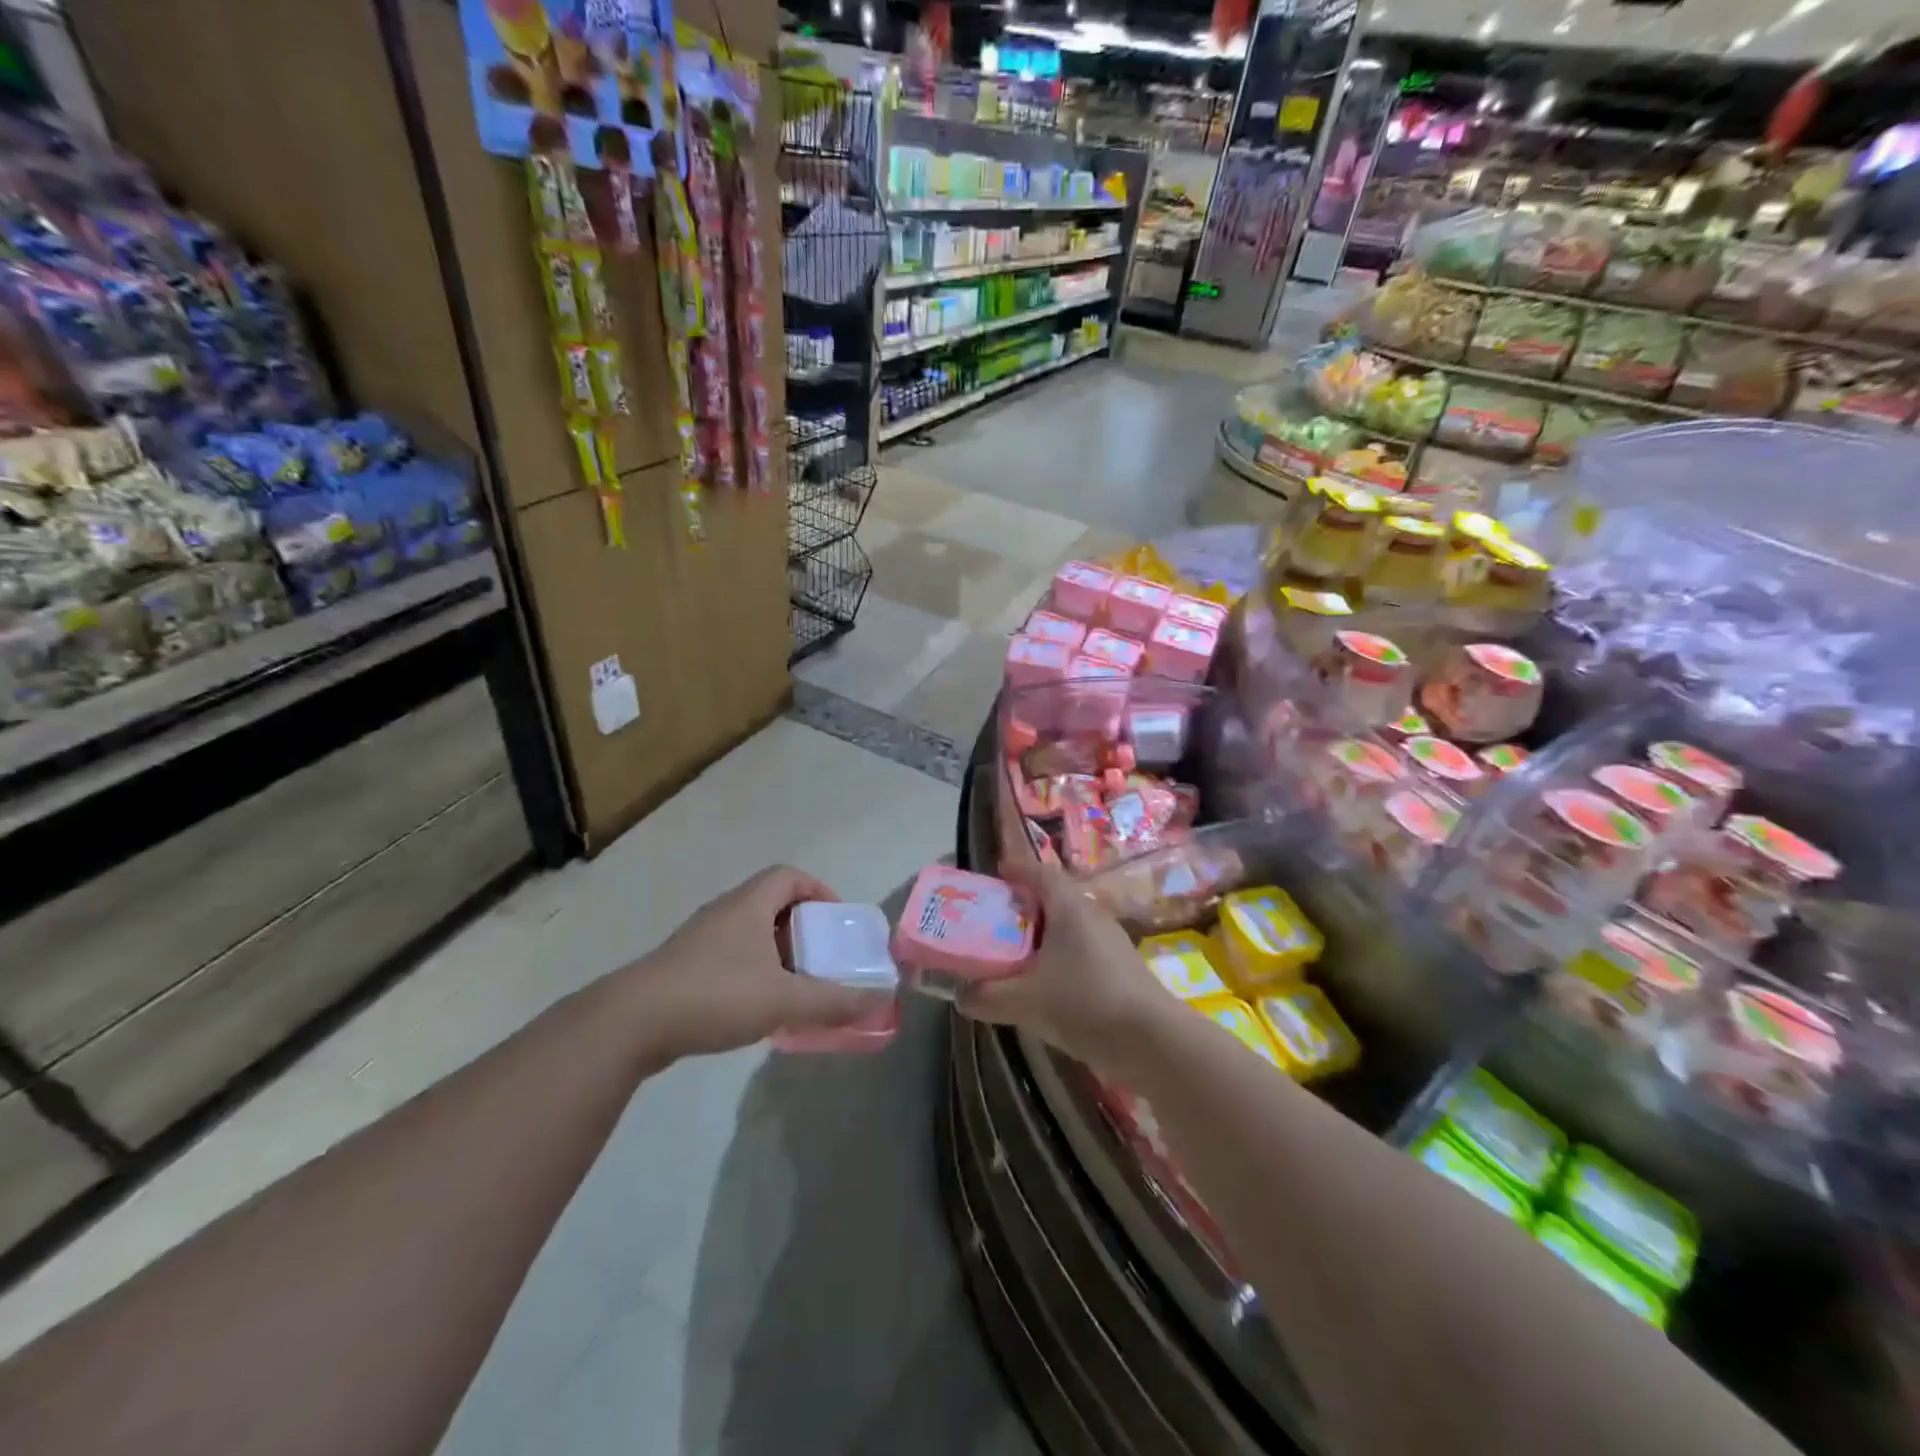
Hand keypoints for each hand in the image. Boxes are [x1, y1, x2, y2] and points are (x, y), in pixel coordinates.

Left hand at [629, 866, 891, 1059]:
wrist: (631, 1024)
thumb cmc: (715, 995)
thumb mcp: (783, 1000)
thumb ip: (833, 1001)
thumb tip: (880, 999)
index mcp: (749, 905)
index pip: (789, 876)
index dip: (819, 890)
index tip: (836, 920)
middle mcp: (724, 913)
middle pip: (771, 904)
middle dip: (802, 928)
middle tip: (822, 957)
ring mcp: (699, 940)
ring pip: (749, 933)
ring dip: (777, 953)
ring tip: (795, 986)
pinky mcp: (682, 969)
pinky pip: (729, 958)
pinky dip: (752, 972)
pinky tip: (757, 1007)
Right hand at [955, 863, 1170, 1075]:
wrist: (1154, 1042)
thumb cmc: (1085, 1003)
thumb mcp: (1025, 1001)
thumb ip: (987, 995)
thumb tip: (960, 994)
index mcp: (1070, 907)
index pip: (1041, 872)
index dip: (1016, 870)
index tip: (994, 877)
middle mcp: (1092, 916)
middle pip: (1053, 899)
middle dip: (1022, 908)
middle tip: (992, 922)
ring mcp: (1111, 944)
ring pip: (1067, 929)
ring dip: (1040, 938)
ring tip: (1011, 957)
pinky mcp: (1120, 971)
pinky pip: (1079, 953)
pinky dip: (1057, 961)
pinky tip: (1042, 988)